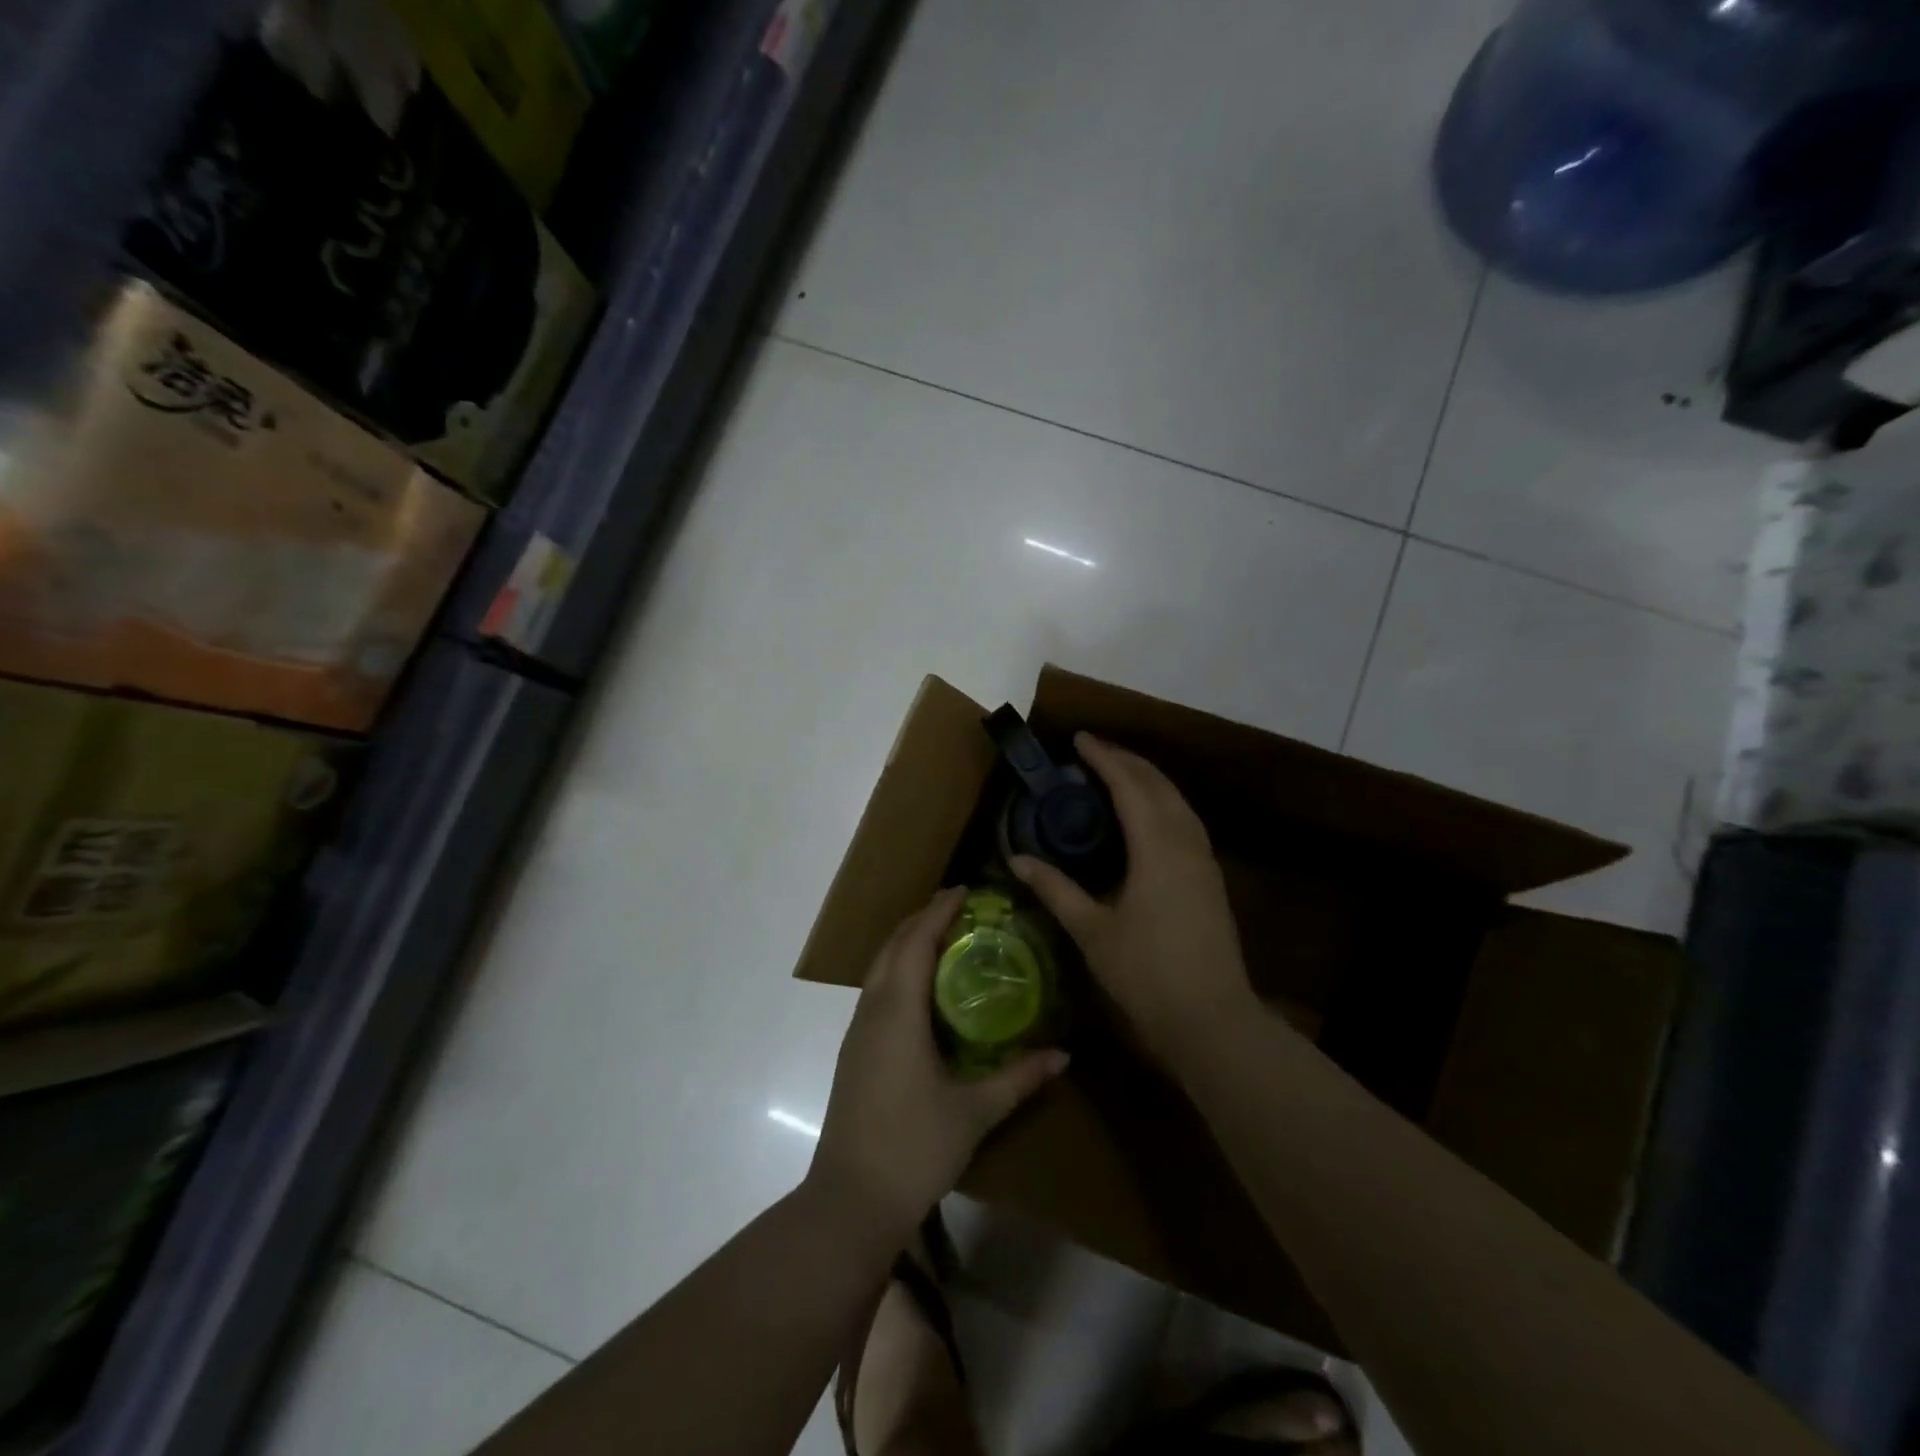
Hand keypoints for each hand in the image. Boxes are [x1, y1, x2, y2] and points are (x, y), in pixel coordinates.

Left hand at [809, 887, 1068, 1239]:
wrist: (850, 1199)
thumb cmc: (914, 1147)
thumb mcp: (975, 1111)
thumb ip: (1019, 1078)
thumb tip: (1063, 1056)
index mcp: (898, 1012)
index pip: (915, 942)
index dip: (938, 911)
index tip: (964, 891)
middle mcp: (872, 1010)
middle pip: (892, 946)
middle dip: (921, 919)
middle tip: (958, 907)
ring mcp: (857, 1031)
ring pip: (879, 967)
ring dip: (906, 943)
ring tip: (942, 936)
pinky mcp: (853, 1051)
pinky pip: (876, 990)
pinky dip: (898, 969)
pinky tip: (921, 988)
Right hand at [1011, 734, 1255, 1067]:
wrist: (1212, 1020)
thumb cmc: (1147, 974)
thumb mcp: (1092, 930)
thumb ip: (1055, 889)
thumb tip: (1018, 860)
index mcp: (1157, 848)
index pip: (1129, 786)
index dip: (1104, 759)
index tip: (1079, 740)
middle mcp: (1186, 843)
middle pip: (1159, 785)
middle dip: (1127, 761)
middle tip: (1093, 751)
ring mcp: (1205, 861)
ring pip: (1178, 801)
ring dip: (1149, 779)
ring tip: (1117, 772)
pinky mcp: (1210, 879)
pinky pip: (1186, 820)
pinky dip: (1163, 803)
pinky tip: (1147, 816)